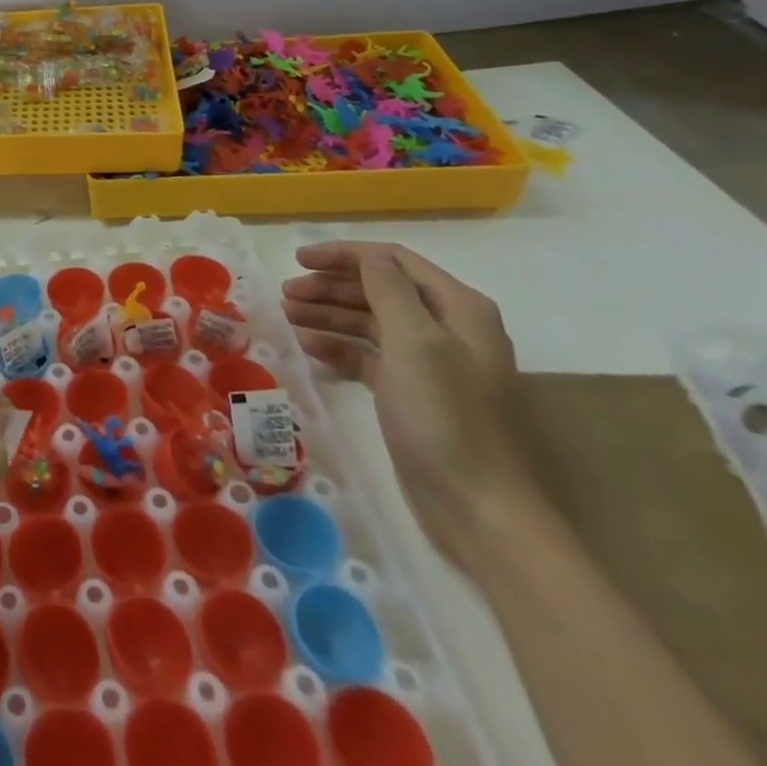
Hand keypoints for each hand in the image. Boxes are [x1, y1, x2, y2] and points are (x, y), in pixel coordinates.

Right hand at [282, 242, 537, 571]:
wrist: (480, 510)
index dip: (343, 255)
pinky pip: (369, 357)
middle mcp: (447, 329)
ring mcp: (430, 364)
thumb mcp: (415, 342)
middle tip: (286, 293)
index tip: (298, 260)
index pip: (392, 261)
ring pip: (370, 322)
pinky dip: (339, 348)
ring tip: (288, 316)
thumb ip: (388, 289)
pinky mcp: (412, 394)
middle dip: (331, 286)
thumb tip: (367, 255)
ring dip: (329, 315)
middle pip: (378, 289)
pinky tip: (309, 350)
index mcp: (458, 308)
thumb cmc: (445, 417)